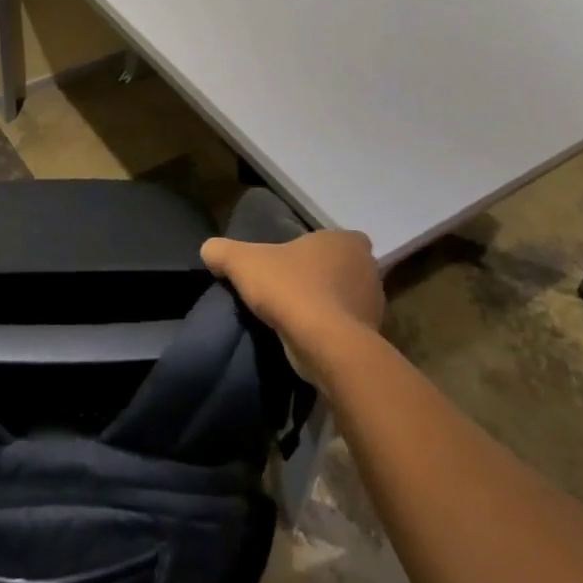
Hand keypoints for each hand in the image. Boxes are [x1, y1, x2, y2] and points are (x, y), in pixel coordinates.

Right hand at [201, 229, 382, 379]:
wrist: (324, 344)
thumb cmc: (290, 289)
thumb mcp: (243, 262)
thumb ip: (223, 251)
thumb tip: (208, 249)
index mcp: (346, 242)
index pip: (338, 239)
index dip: (318, 249)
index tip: (297, 261)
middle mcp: (367, 269)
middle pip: (344, 269)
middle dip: (324, 277)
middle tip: (293, 287)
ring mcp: (374, 306)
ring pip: (347, 300)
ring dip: (328, 306)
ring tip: (296, 316)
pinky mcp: (371, 339)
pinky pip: (348, 329)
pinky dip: (331, 332)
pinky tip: (307, 338)